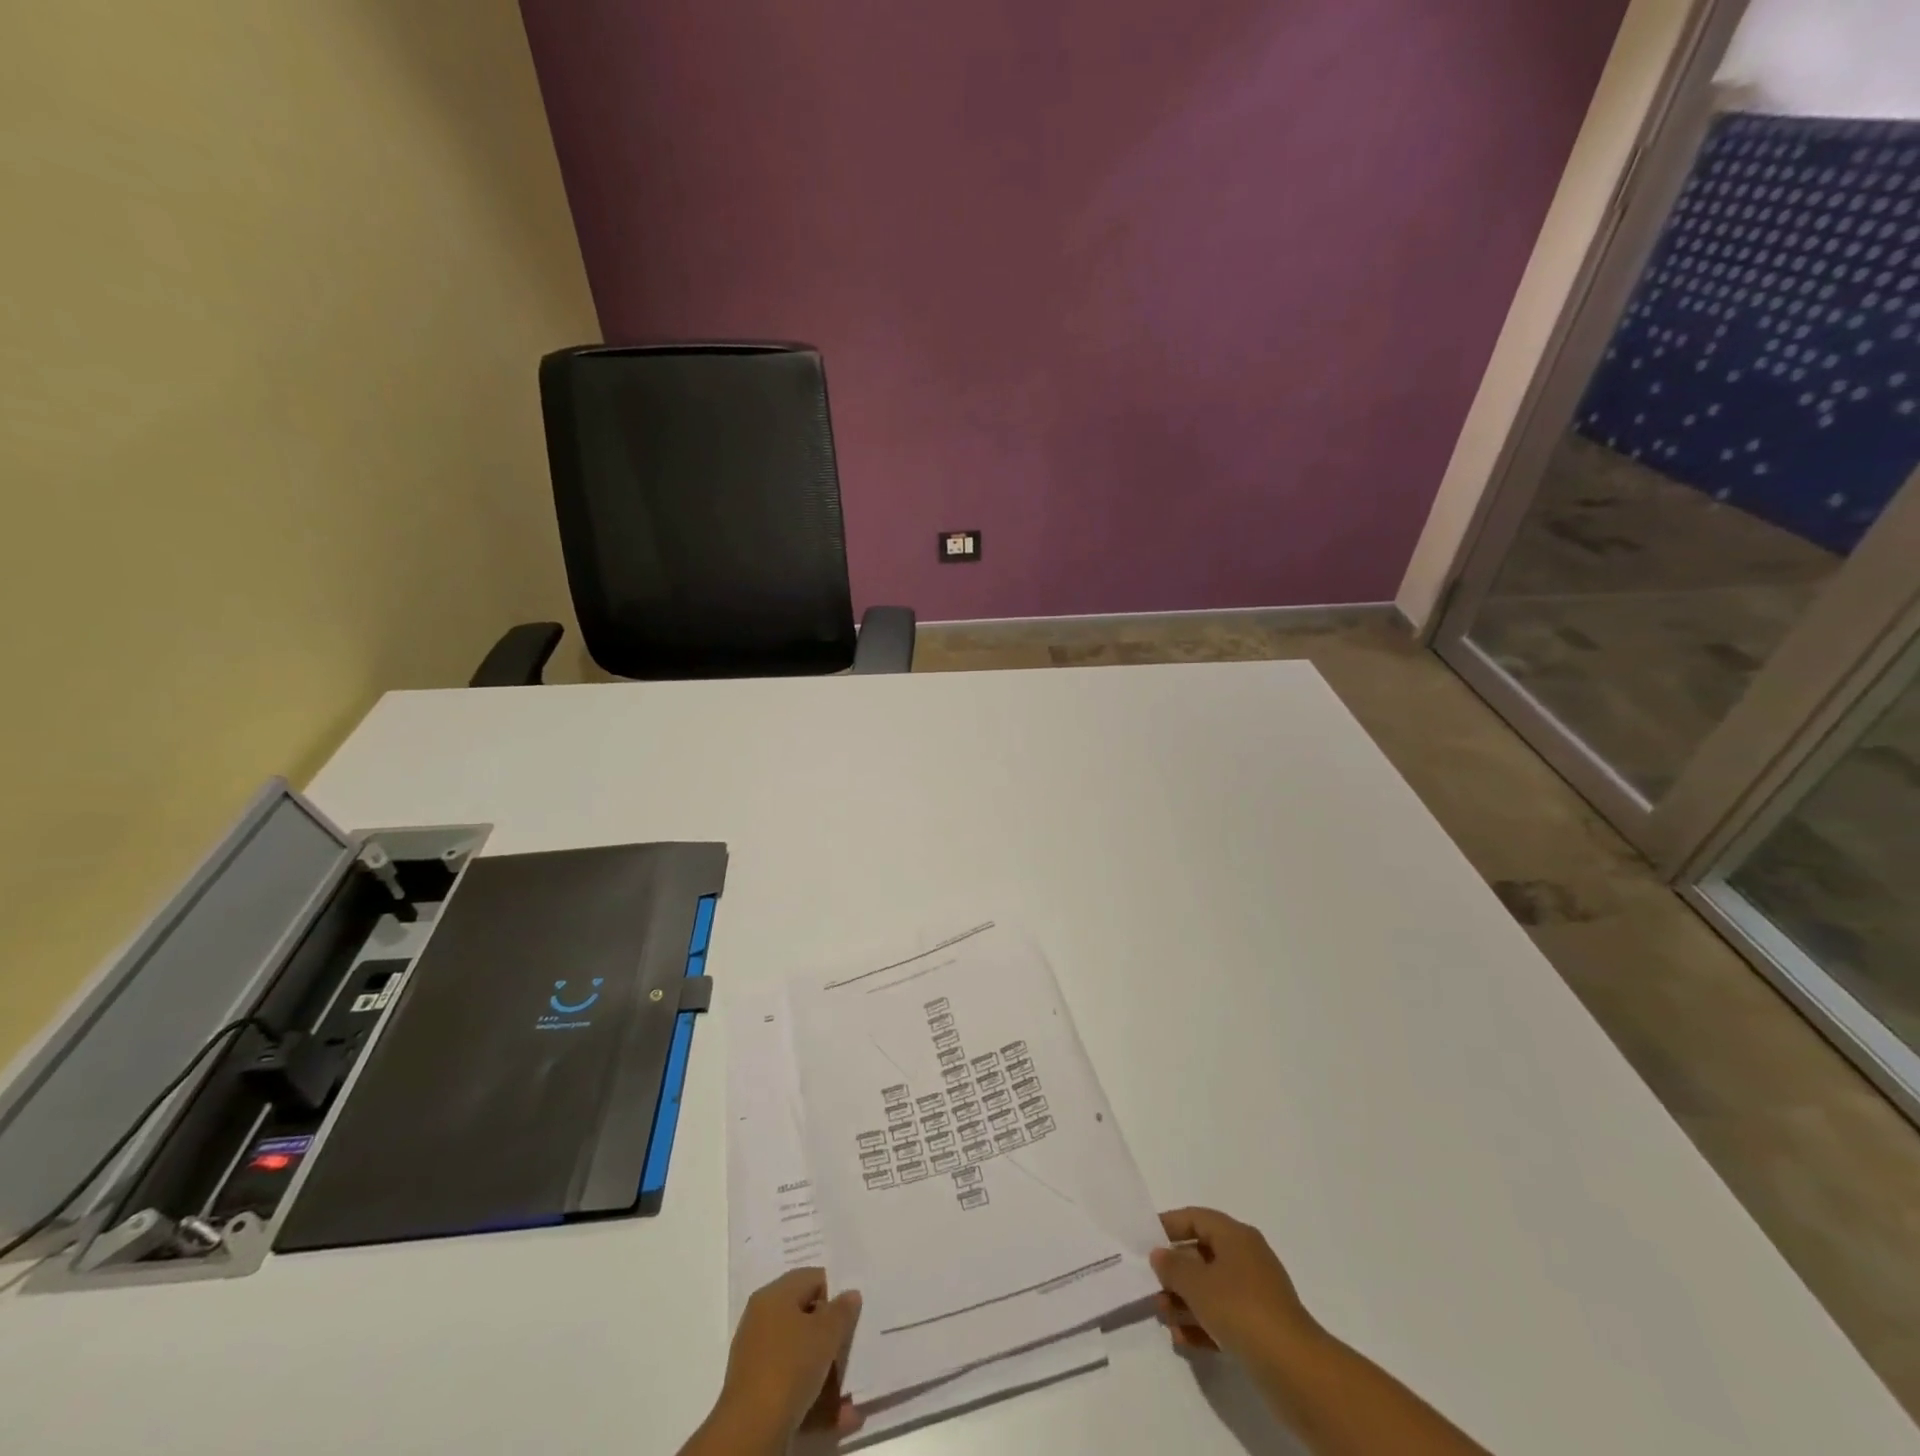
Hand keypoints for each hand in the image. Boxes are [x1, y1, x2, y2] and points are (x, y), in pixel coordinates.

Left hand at [713, 1268, 863, 1445]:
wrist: (750, 1432)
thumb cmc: (790, 1367)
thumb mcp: (826, 1334)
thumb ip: (842, 1311)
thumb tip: (850, 1294)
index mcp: (774, 1295)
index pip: (812, 1278)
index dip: (836, 1293)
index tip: (852, 1315)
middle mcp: (763, 1321)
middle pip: (807, 1319)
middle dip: (833, 1338)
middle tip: (855, 1347)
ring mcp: (759, 1358)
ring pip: (803, 1357)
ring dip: (830, 1373)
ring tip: (853, 1392)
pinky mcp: (759, 1393)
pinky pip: (794, 1385)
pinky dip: (816, 1397)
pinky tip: (842, 1415)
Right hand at [1150, 1207, 1321, 1364]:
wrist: (1294, 1370)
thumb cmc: (1241, 1310)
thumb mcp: (1197, 1283)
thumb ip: (1173, 1266)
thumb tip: (1159, 1254)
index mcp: (1236, 1236)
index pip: (1196, 1218)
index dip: (1169, 1225)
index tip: (1144, 1239)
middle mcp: (1246, 1259)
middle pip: (1202, 1255)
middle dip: (1174, 1272)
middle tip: (1150, 1286)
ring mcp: (1255, 1295)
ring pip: (1211, 1290)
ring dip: (1184, 1302)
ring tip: (1162, 1316)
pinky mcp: (1260, 1328)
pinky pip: (1223, 1318)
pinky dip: (1202, 1325)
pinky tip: (1182, 1340)